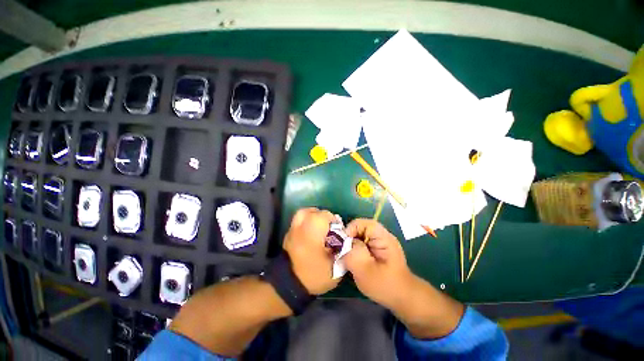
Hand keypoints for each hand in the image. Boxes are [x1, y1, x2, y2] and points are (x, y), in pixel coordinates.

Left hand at [283, 208, 339, 294]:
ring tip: (319, 229)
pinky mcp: (287, 235)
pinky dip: (305, 224)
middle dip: (323, 218)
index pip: (326, 215)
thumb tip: (345, 239)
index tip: (337, 234)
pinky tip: (310, 235)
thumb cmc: (314, 273)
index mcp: (313, 227)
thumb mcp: (336, 264)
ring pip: (304, 214)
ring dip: (313, 218)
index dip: (335, 223)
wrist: (289, 285)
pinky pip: (298, 222)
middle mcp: (301, 224)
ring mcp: (292, 229)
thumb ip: (343, 248)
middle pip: (313, 211)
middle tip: (328, 230)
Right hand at [343, 219, 413, 309]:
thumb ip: (352, 253)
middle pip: (360, 228)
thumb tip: (343, 242)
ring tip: (347, 257)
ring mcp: (380, 242)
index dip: (350, 230)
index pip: (362, 223)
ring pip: (360, 236)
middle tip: (342, 251)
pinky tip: (354, 260)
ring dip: (352, 244)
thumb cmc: (385, 285)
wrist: (403, 298)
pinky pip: (363, 243)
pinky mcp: (378, 249)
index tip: (342, 244)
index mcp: (382, 237)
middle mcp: (382, 235)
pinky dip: (356, 249)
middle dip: (349, 238)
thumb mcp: (365, 271)